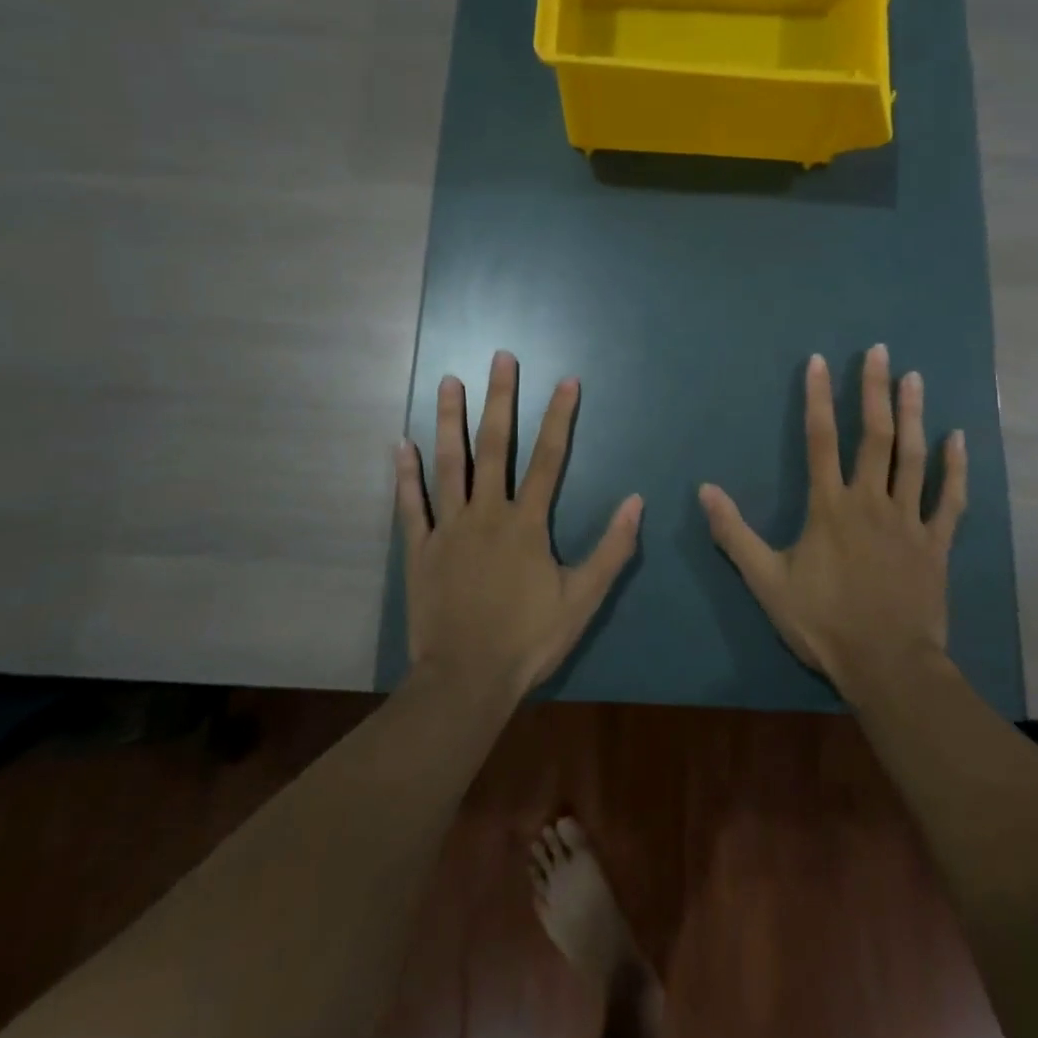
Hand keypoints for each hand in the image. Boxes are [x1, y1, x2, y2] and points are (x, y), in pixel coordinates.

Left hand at [396, 351, 643, 701]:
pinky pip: (410, 505)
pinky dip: (405, 474)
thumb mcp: (582, 599)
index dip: (560, 417)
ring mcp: (449, 528)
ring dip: (450, 420)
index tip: (566, 380)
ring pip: (449, 463)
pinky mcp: (419, 549)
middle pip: (495, 446)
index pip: (549, 458)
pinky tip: (401, 444)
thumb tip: (636, 502)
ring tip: (448, 381)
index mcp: (527, 523)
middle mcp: (487, 513)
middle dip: (500, 399)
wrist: (466, 679)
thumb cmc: (528, 639)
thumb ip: (612, 549)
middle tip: (500, 358)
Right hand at [698, 345, 965, 700]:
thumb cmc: (823, 622)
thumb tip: (704, 490)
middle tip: (879, 352)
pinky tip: (958, 439)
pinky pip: (950, 499)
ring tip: (915, 378)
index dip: (818, 398)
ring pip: (913, 457)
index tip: (820, 362)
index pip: (820, 440)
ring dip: (914, 415)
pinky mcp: (936, 544)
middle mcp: (871, 501)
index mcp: (829, 507)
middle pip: (875, 436)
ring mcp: (909, 520)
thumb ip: (735, 534)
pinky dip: (955, 468)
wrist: (887, 666)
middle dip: (874, 390)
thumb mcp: (766, 581)